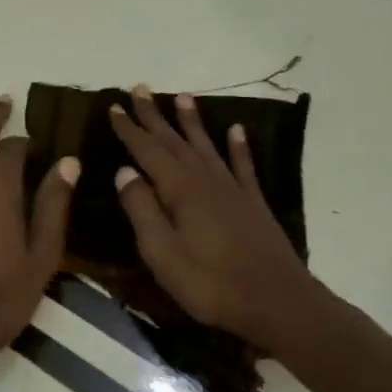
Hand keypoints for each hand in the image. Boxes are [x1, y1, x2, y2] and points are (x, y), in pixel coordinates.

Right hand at [110, 86, 320, 344]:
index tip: (114, 106)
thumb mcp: (163, 254)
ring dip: (192, 121)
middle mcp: (206, 180)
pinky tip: (236, 130)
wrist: (277, 302)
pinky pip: (243, 165)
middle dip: (155, 115)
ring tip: (182, 97)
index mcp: (180, 190)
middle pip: (175, 141)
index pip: (148, 151)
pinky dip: (238, 146)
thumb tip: (124, 172)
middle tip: (140, 89)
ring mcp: (233, 189)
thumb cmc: (211, 283)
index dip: (129, 128)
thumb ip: (142, 210)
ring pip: (206, 145)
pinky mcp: (253, 203)